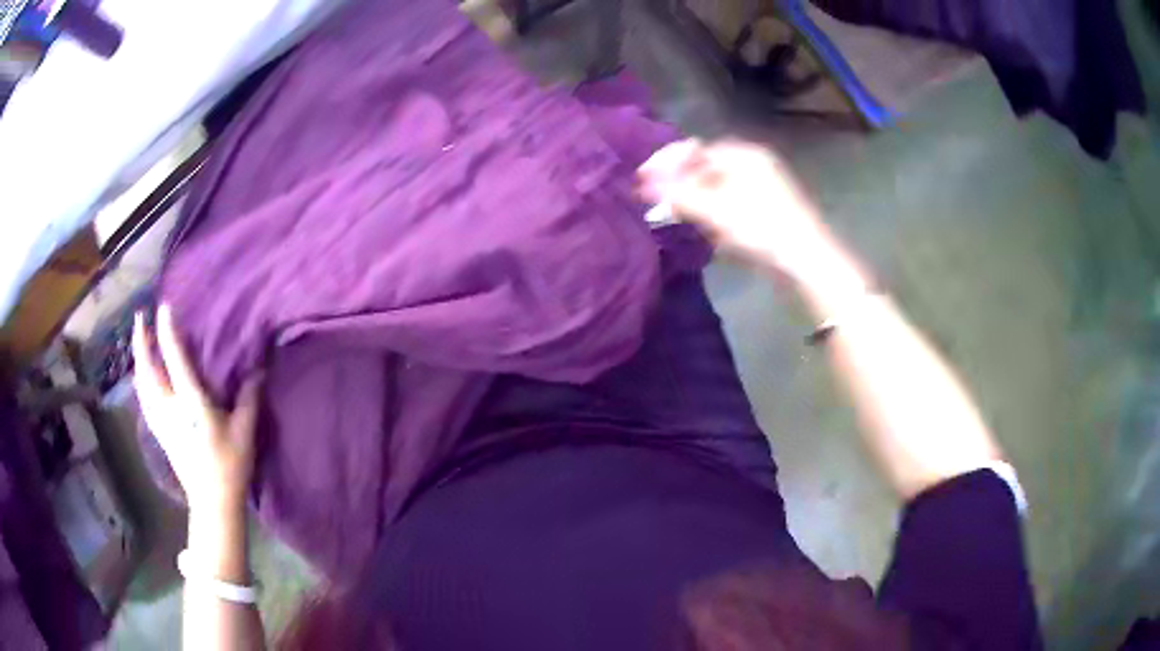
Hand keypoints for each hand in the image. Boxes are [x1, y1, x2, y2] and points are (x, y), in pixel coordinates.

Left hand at [132, 305, 262, 515]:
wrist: (212, 502)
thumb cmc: (230, 466)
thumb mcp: (244, 431)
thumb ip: (249, 398)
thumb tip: (258, 369)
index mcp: (190, 402)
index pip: (174, 359)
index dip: (168, 332)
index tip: (164, 308)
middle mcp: (170, 407)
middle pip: (148, 368)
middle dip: (142, 341)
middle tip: (140, 318)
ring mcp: (161, 420)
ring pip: (142, 383)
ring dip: (138, 358)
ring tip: (138, 341)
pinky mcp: (159, 432)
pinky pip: (143, 398)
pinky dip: (140, 381)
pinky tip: (141, 377)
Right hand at [637, 139, 833, 282]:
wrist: (807, 261)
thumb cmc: (762, 229)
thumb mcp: (716, 211)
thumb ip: (678, 195)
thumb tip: (644, 184)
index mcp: (743, 155)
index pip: (695, 150)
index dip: (666, 163)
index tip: (642, 179)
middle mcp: (754, 164)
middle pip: (705, 168)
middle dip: (679, 183)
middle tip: (655, 200)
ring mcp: (763, 187)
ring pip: (718, 187)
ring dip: (695, 200)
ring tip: (676, 215)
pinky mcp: (768, 210)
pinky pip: (731, 203)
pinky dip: (714, 212)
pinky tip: (706, 230)